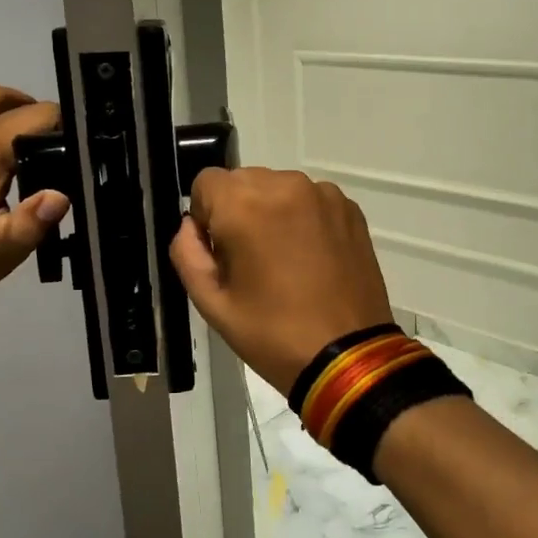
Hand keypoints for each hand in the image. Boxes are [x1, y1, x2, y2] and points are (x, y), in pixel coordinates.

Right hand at [169, 168, 394, 393]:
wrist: (348, 356)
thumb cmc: (272, 334)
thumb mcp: (212, 304)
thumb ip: (187, 254)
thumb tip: (190, 226)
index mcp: (245, 205)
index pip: (206, 182)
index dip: (205, 216)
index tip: (221, 252)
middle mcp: (284, 185)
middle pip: (243, 181)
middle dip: (238, 211)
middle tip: (251, 262)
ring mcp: (323, 194)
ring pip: (278, 188)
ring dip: (271, 212)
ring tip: (285, 261)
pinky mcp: (349, 209)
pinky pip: (311, 199)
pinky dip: (303, 218)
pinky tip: (312, 258)